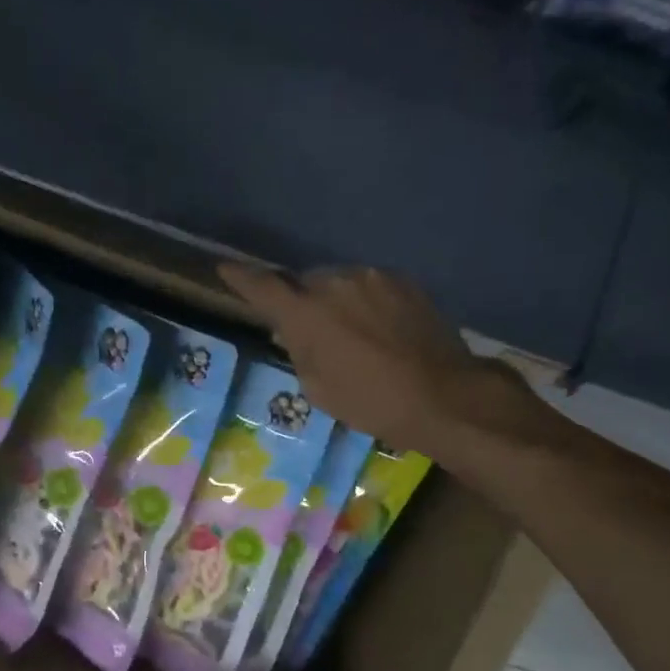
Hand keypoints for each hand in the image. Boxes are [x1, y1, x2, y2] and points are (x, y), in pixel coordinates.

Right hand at [219, 264, 536, 456]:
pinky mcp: (403, 281)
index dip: (241, 278)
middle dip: (301, 301)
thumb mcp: (319, 388)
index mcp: (306, 313)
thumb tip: (296, 332)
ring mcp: (372, 277)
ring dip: (335, 301)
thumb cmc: (371, 401)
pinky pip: (369, 286)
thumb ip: (300, 351)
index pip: (262, 287)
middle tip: (309, 330)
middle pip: (304, 284)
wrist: (443, 394)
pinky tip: (379, 329)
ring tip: (350, 333)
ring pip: (338, 282)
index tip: (225, 269)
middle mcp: (334, 283)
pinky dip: (364, 302)